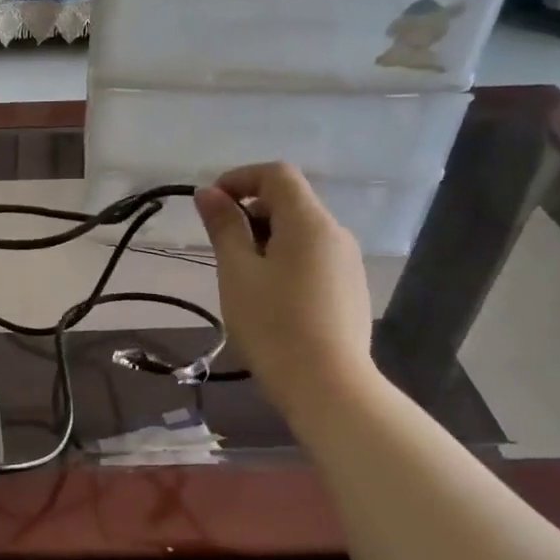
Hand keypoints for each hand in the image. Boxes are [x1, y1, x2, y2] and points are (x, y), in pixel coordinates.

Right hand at [194, 164, 378, 419]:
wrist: (327, 385)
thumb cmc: (272, 324)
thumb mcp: (237, 273)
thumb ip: (224, 228)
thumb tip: (209, 193)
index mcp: (309, 222)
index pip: (276, 174)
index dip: (239, 178)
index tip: (210, 206)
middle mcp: (335, 233)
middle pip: (290, 202)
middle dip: (250, 212)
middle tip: (220, 249)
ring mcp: (347, 262)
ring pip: (301, 232)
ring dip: (265, 239)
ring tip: (241, 278)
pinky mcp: (349, 288)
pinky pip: (312, 257)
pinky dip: (285, 260)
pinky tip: (269, 298)